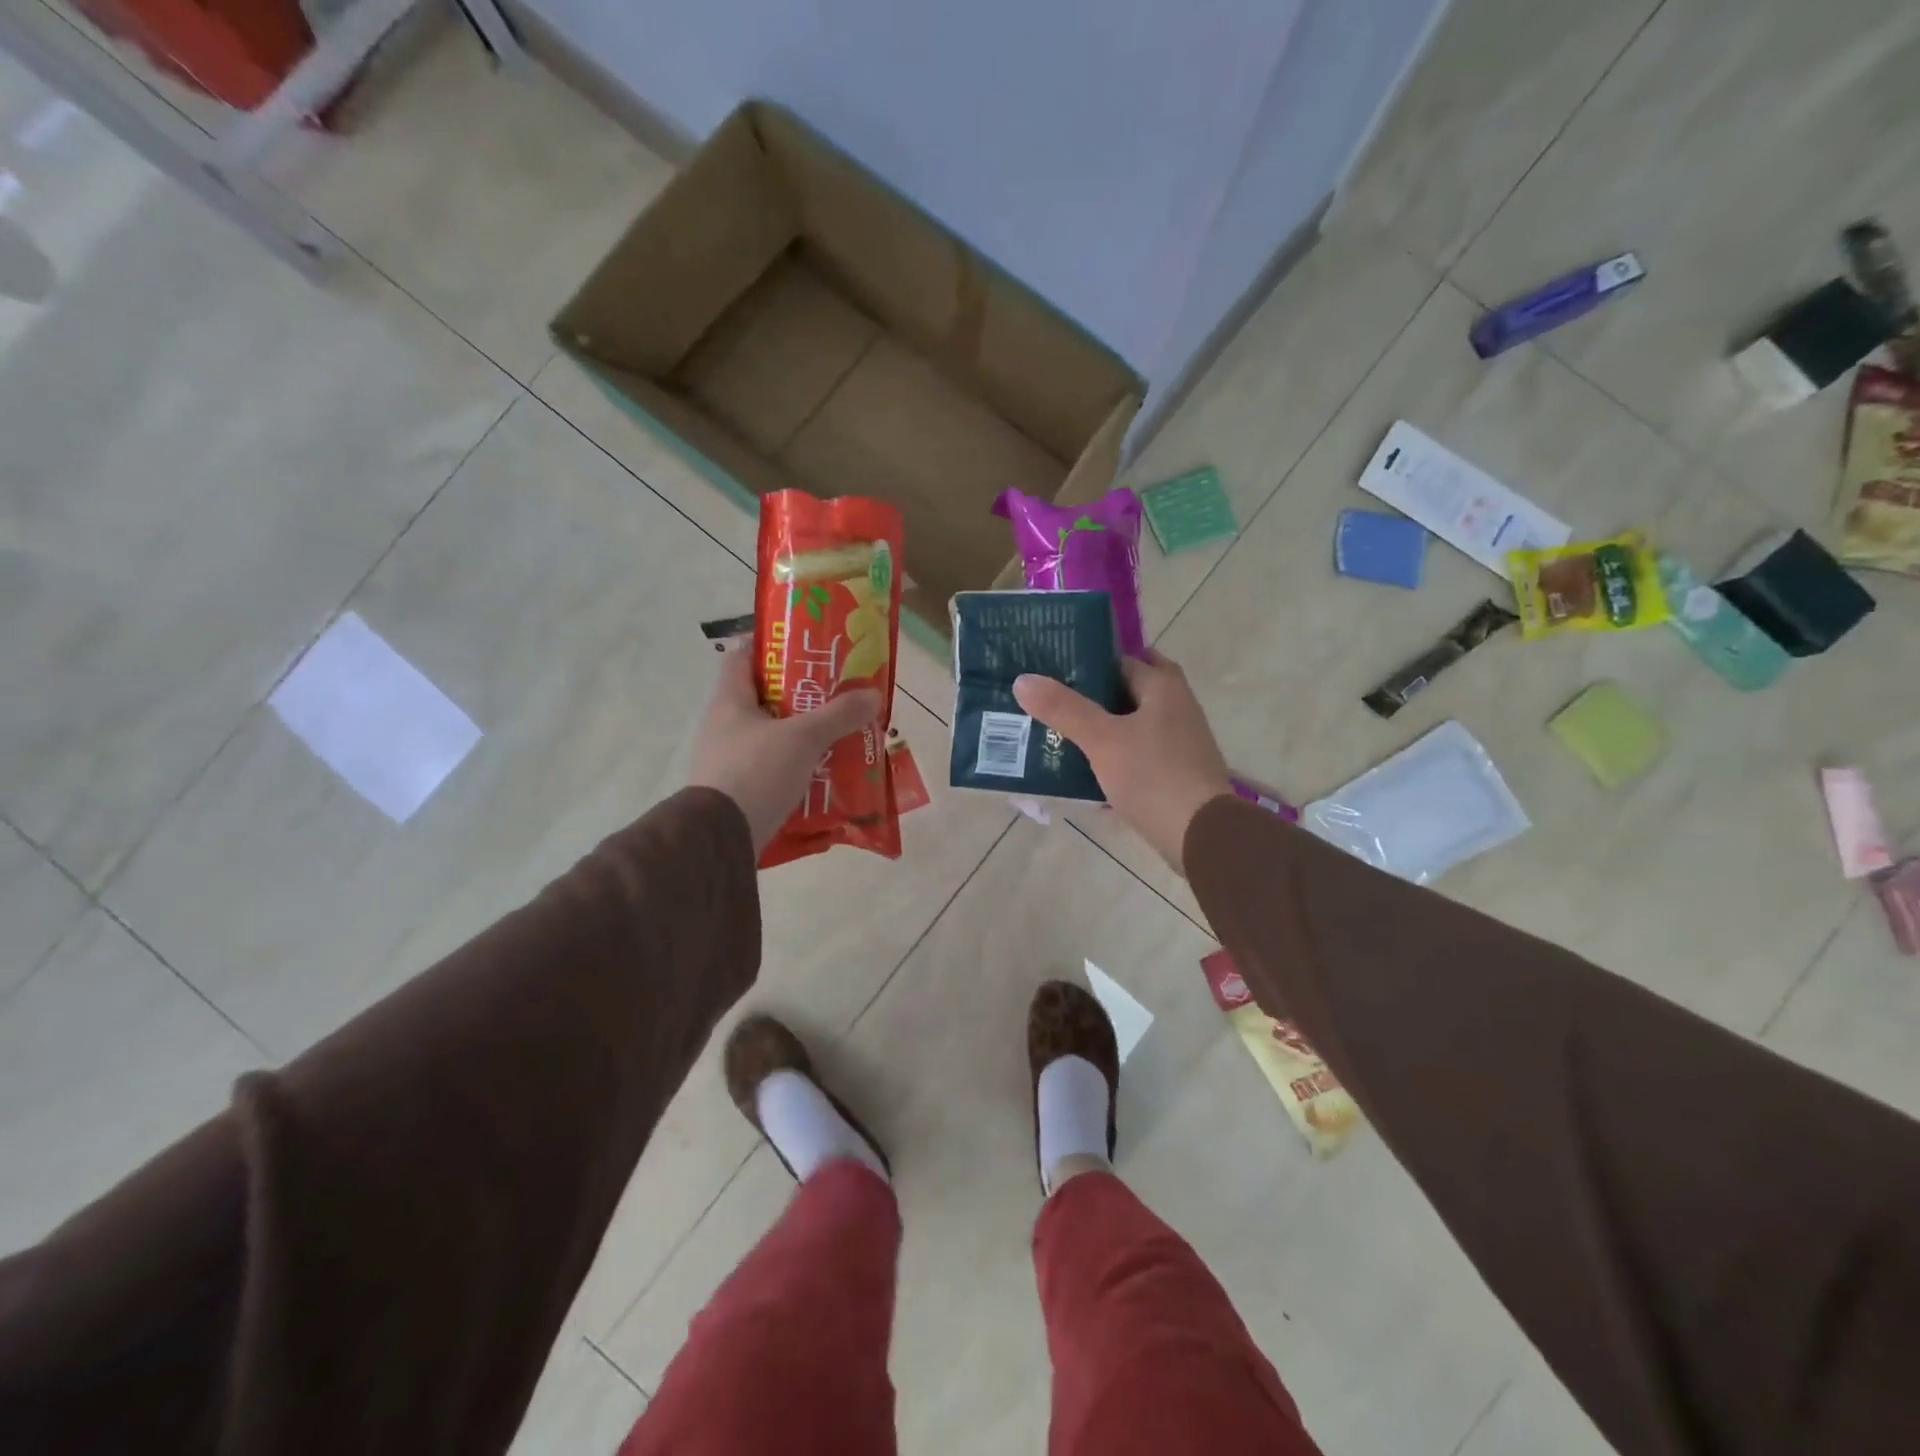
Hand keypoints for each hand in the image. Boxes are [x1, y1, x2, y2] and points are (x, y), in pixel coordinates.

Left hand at [690, 639, 882, 855]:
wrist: (719, 839)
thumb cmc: (756, 772)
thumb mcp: (804, 738)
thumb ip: (839, 715)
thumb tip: (873, 694)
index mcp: (730, 701)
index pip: (743, 656)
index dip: (771, 645)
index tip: (804, 646)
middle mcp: (723, 725)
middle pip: (763, 698)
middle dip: (799, 695)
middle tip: (835, 693)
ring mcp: (727, 760)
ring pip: (770, 735)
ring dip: (800, 733)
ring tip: (836, 733)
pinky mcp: (736, 790)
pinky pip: (770, 768)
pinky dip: (794, 766)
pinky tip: (822, 772)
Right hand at [1013, 649, 1231, 876]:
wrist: (1200, 835)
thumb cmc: (1153, 776)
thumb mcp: (1102, 739)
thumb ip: (1063, 709)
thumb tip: (1023, 680)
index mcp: (1164, 687)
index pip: (1121, 659)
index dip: (1087, 662)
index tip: (1052, 671)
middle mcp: (1176, 707)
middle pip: (1126, 692)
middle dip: (1092, 697)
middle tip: (1053, 702)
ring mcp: (1178, 741)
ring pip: (1130, 724)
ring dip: (1101, 728)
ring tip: (1058, 734)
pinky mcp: (1174, 772)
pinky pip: (1136, 754)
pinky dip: (1112, 756)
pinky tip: (1083, 770)